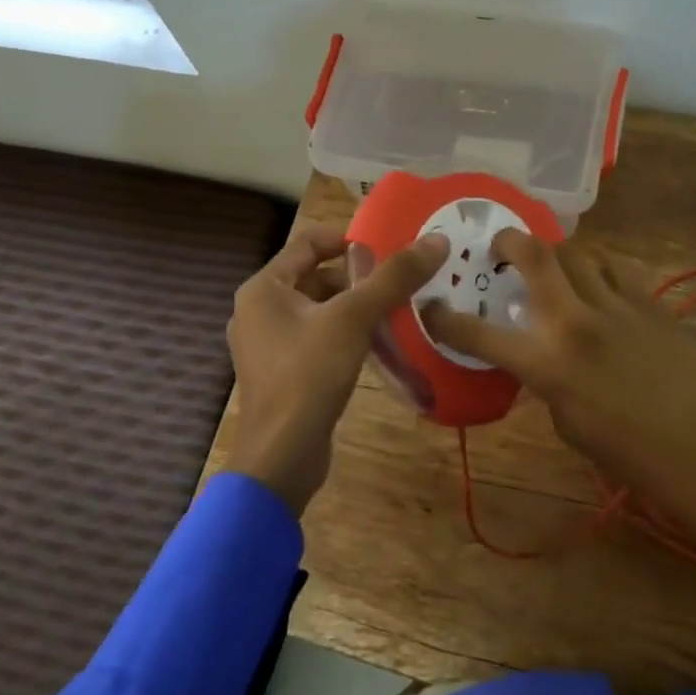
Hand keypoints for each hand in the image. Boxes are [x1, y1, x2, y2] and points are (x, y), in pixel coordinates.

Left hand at [226, 223, 449, 517]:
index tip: (388, 244)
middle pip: (315, 276)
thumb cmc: (309, 375)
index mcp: (263, 288)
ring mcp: (268, 345)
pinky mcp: (283, 373)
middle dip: (357, 277)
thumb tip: (436, 240)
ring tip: (398, 309)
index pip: (307, 242)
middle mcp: (259, 310)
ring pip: (319, 310)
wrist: (282, 456)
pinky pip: (317, 338)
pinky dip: (346, 334)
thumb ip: (393, 278)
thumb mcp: (354, 319)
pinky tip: (379, 343)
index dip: (347, 238)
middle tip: (400, 280)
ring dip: (355, 306)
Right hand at [424, 232, 695, 541]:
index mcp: (547, 364)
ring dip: (557, 253)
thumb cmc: (626, 452)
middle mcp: (576, 323)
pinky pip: (618, 268)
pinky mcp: (652, 304)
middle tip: (500, 247)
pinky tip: (598, 279)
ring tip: (552, 263)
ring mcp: (618, 307)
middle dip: (508, 242)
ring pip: (578, 252)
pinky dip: (599, 267)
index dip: (446, 319)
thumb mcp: (565, 422)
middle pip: (535, 256)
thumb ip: (544, 379)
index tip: (432, 307)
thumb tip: (538, 354)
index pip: (480, 333)